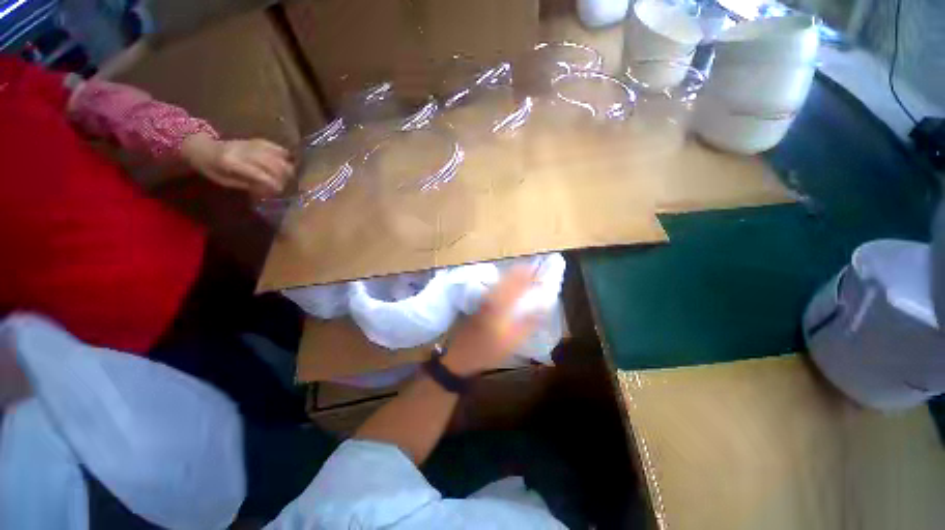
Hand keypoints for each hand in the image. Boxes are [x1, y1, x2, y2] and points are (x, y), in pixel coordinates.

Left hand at [180, 133, 293, 196]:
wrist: (202, 147)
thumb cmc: (211, 168)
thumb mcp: (225, 181)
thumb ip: (247, 184)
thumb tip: (268, 190)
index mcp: (233, 163)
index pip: (261, 175)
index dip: (274, 185)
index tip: (279, 192)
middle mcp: (244, 152)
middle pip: (274, 165)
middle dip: (284, 177)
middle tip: (286, 185)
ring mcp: (251, 144)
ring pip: (278, 156)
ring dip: (287, 168)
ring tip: (288, 177)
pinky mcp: (255, 141)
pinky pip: (275, 147)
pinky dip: (284, 155)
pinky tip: (288, 162)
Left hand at [441, 266, 539, 376]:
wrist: (461, 355)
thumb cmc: (488, 351)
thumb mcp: (513, 342)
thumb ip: (529, 324)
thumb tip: (543, 310)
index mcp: (501, 305)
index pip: (519, 283)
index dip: (530, 275)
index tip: (540, 269)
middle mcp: (492, 297)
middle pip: (508, 277)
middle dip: (522, 270)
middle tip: (534, 267)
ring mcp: (484, 299)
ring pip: (500, 280)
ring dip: (513, 274)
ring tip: (525, 272)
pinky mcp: (479, 303)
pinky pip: (496, 285)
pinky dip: (505, 280)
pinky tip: (509, 283)